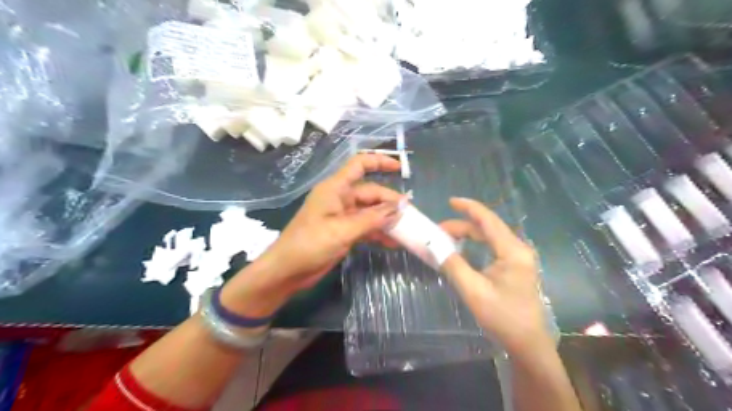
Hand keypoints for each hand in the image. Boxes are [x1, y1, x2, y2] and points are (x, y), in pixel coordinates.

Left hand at [264, 153, 405, 289]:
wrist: (287, 270)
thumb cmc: (310, 244)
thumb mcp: (343, 230)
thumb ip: (372, 218)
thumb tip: (400, 207)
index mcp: (336, 188)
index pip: (359, 165)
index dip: (380, 162)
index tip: (400, 168)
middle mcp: (340, 198)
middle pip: (371, 193)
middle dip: (390, 203)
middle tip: (410, 216)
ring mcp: (342, 216)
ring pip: (370, 212)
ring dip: (386, 219)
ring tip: (406, 230)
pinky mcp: (343, 231)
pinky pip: (366, 227)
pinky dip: (378, 232)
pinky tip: (393, 242)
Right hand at [440, 197, 548, 352]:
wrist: (527, 343)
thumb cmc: (503, 316)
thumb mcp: (473, 290)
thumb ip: (453, 265)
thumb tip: (435, 247)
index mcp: (512, 251)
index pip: (488, 220)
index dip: (469, 208)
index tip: (450, 201)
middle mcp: (517, 249)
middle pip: (487, 228)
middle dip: (462, 225)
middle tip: (438, 231)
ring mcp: (518, 258)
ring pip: (489, 237)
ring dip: (468, 235)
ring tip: (446, 238)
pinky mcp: (515, 267)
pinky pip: (492, 248)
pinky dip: (475, 245)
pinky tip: (462, 249)